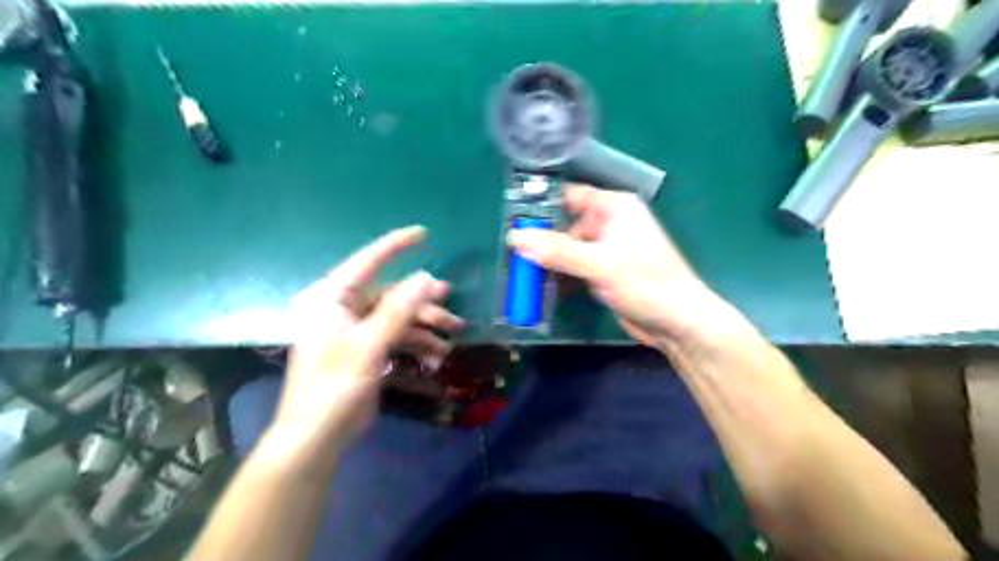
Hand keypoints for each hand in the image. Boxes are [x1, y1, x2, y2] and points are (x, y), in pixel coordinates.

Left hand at [271, 226, 460, 448]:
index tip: (423, 233)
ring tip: (451, 339)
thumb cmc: (334, 386)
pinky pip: (395, 338)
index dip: (395, 246)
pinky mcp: (365, 350)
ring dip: (425, 329)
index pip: (366, 262)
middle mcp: (342, 309)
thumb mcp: (369, 345)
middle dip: (423, 306)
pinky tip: (436, 358)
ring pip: (397, 318)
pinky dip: (416, 345)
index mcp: (331, 299)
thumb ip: (398, 310)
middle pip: (391, 296)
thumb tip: (426, 278)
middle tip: (451, 311)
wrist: (318, 436)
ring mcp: (355, 330)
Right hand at [509, 183, 731, 348]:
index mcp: (614, 207)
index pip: (569, 196)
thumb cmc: (645, 284)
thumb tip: (515, 237)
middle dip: (539, 237)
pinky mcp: (603, 271)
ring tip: (516, 271)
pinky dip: (558, 275)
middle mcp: (608, 222)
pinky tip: (537, 286)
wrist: (677, 323)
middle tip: (508, 250)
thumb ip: (558, 250)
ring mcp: (605, 248)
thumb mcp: (599, 264)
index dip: (541, 204)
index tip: (510, 218)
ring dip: (546, 260)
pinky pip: (573, 267)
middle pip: (564, 223)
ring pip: (566, 247)